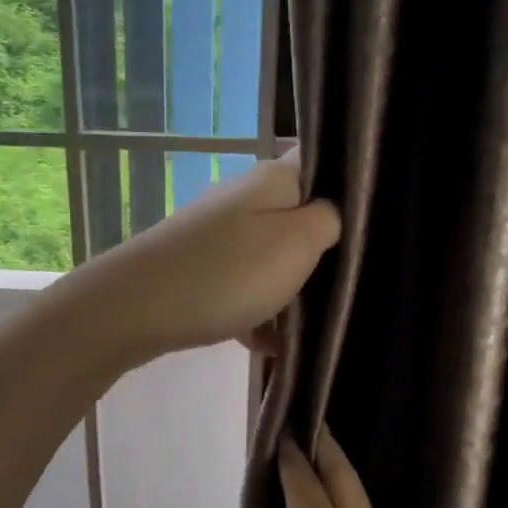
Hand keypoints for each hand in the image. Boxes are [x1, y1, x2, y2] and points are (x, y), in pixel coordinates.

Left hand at [75, 151, 339, 361]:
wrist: (137, 308)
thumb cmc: (229, 272)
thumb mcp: (299, 242)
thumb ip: (328, 220)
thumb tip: (329, 213)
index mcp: (273, 179)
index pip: (322, 163)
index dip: (349, 189)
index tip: (369, 229)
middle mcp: (243, 197)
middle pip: (297, 218)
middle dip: (320, 254)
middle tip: (342, 287)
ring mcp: (216, 234)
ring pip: (270, 258)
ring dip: (289, 292)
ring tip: (305, 328)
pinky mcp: (197, 268)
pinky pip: (241, 287)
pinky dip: (256, 313)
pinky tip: (266, 345)